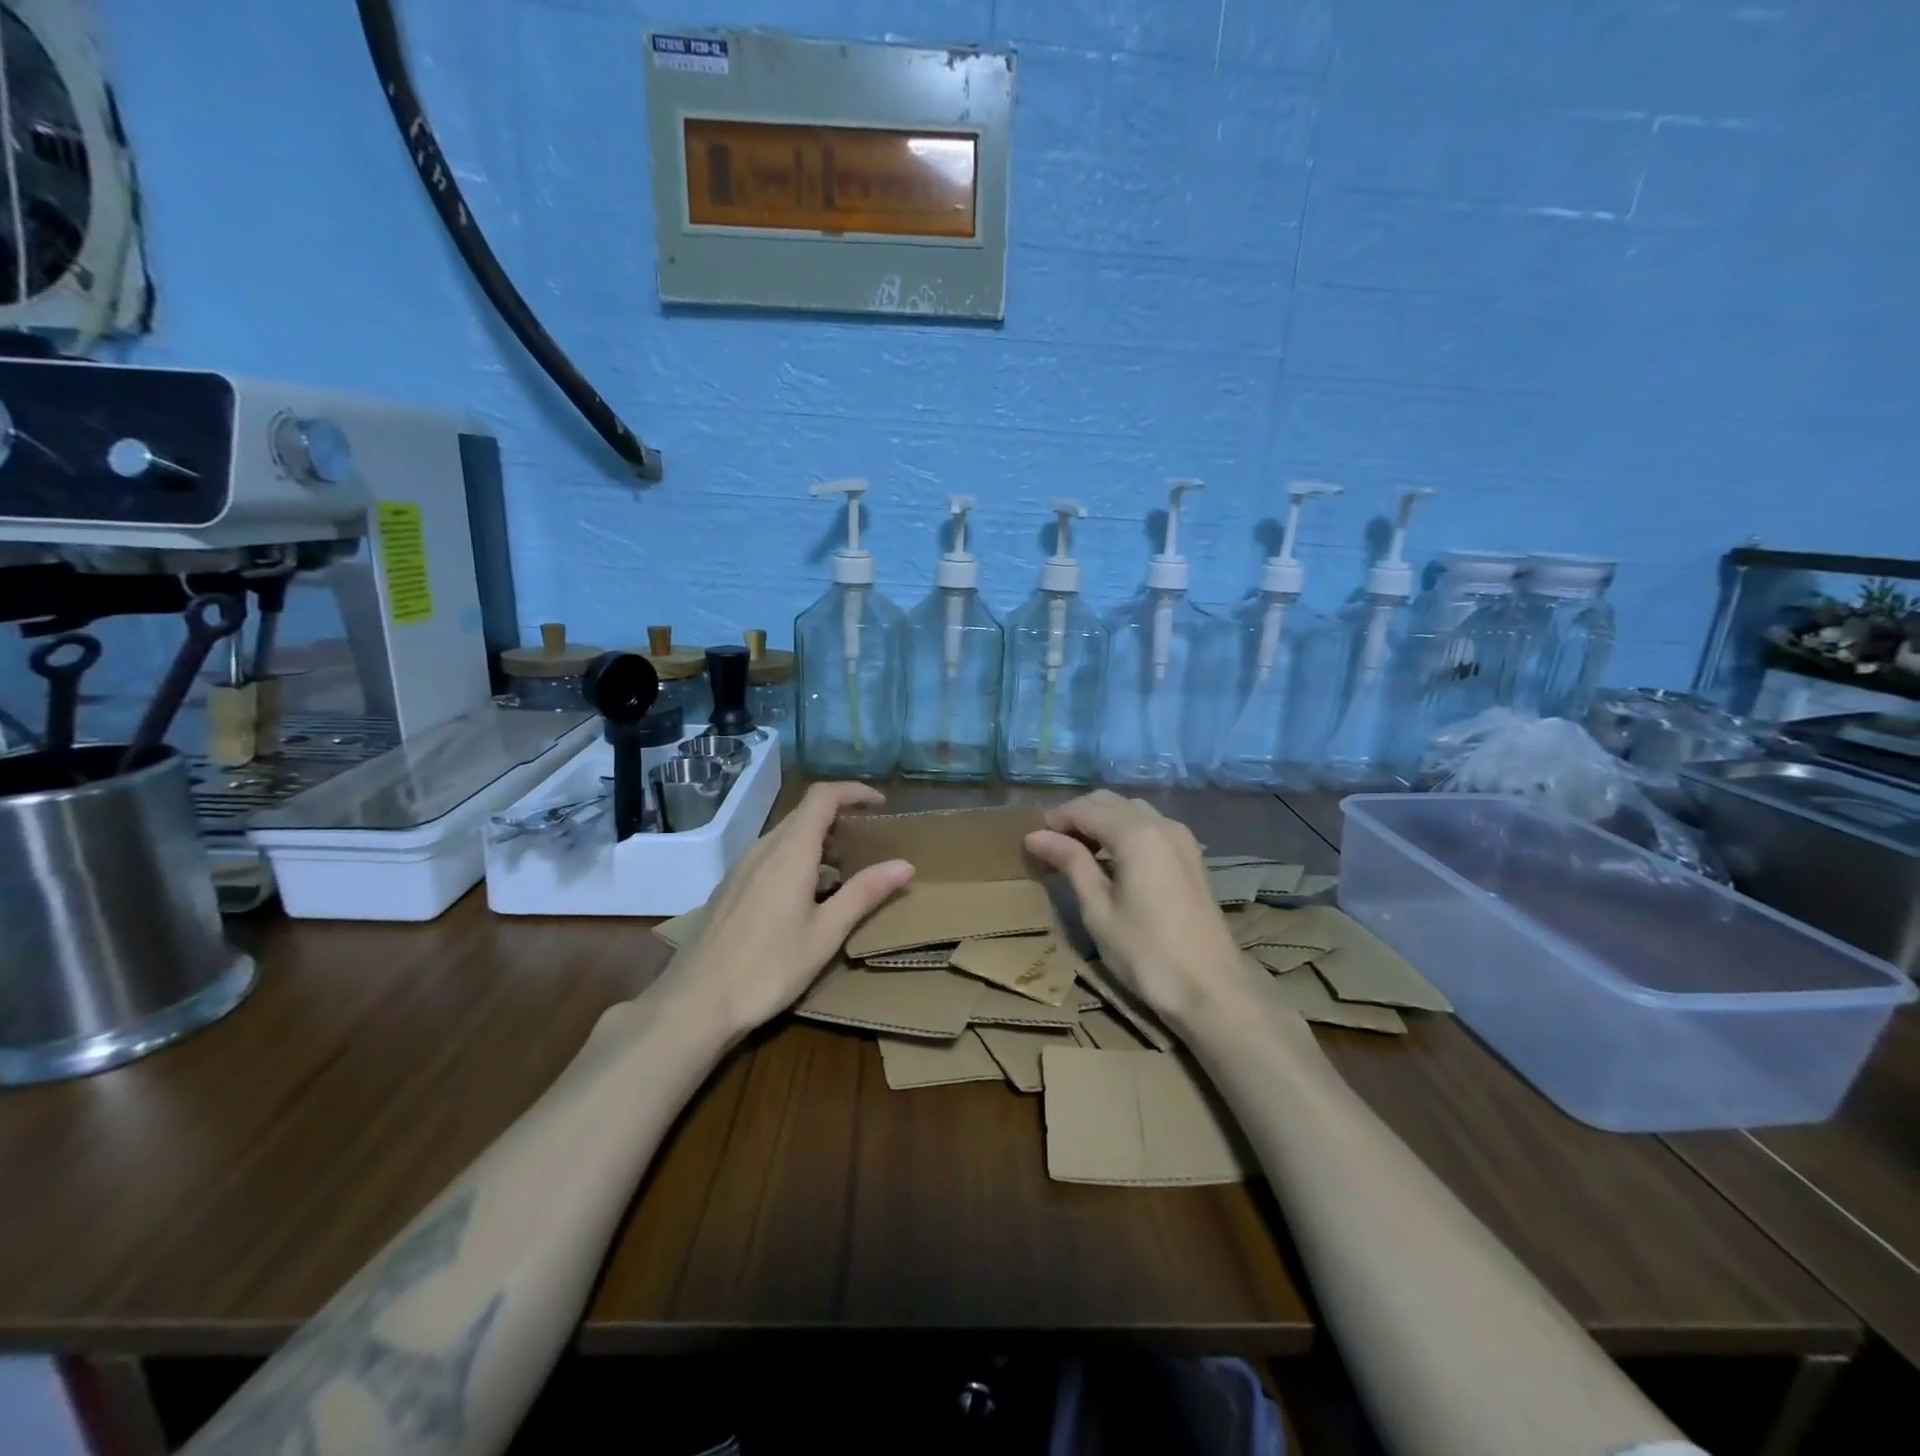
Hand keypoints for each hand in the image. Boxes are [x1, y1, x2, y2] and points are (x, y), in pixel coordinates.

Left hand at [660, 782, 912, 1039]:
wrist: (695, 1003)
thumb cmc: (769, 966)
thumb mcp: (826, 932)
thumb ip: (865, 893)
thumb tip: (905, 864)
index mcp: (790, 851)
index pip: (823, 797)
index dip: (854, 791)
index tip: (881, 805)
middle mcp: (763, 848)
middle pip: (804, 814)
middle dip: (840, 818)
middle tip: (869, 843)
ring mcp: (741, 867)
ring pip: (785, 836)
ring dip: (818, 841)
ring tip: (843, 871)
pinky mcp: (729, 888)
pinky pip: (769, 856)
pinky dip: (796, 858)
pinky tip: (805, 896)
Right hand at [1025, 791, 1249, 1028]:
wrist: (1212, 989)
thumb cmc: (1146, 953)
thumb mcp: (1098, 910)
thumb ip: (1071, 863)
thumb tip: (1036, 835)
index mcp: (1136, 834)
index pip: (1085, 809)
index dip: (1055, 820)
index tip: (1032, 842)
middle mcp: (1161, 824)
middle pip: (1109, 802)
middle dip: (1077, 816)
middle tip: (1051, 846)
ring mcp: (1181, 838)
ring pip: (1131, 810)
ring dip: (1101, 821)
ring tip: (1077, 853)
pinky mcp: (1191, 855)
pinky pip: (1150, 825)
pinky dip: (1124, 831)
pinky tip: (1111, 860)